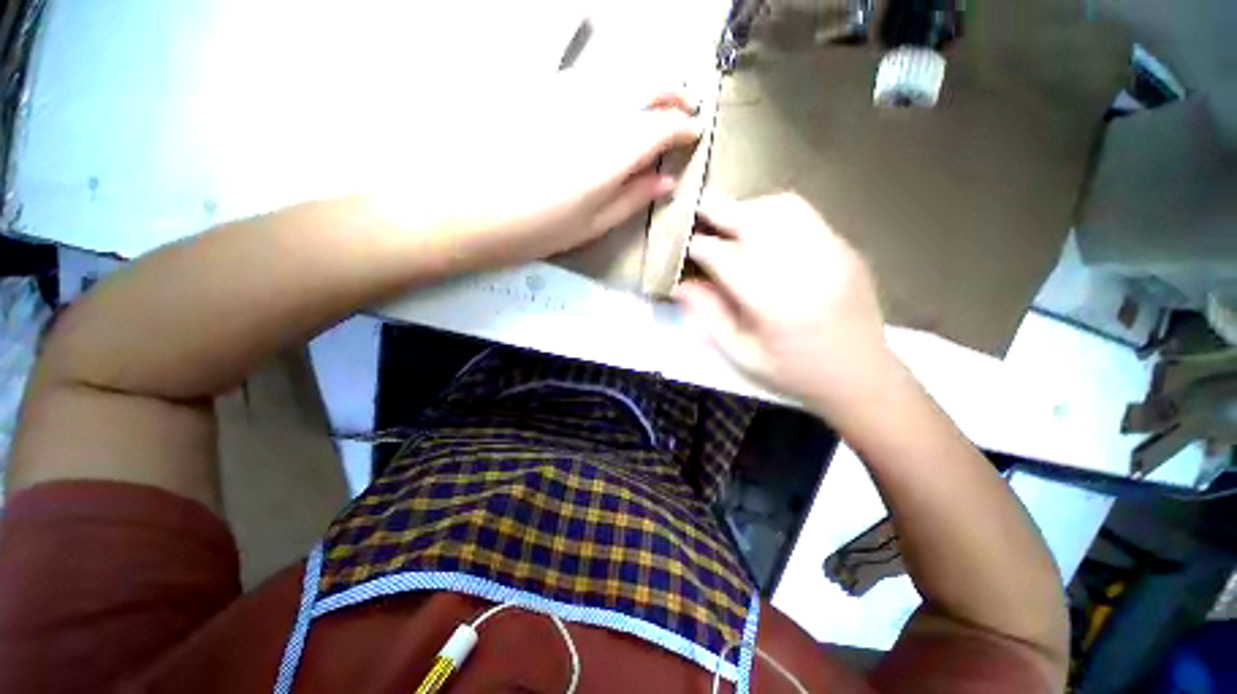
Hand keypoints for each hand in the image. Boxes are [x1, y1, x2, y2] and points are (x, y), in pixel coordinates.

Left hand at [368, 71, 700, 271]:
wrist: (462, 207)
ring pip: (622, 69)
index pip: (665, 125)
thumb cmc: (533, 228)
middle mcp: (596, 108)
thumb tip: (665, 182)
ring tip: (653, 105)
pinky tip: (611, 101)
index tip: (692, 138)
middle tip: (682, 112)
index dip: (685, 129)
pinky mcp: (541, 87)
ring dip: (647, 82)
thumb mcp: (591, 225)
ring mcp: (567, 91)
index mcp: (614, 149)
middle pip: (649, 81)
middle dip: (674, 94)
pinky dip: (614, 82)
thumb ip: (632, 199)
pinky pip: (590, 73)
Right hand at [675, 192, 894, 413]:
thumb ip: (708, 315)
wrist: (861, 374)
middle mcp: (803, 266)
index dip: (696, 246)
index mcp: (773, 302)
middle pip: (751, 218)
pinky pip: (803, 214)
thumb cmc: (794, 371)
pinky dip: (772, 213)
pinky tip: (761, 230)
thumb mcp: (741, 352)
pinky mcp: (844, 246)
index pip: (723, 256)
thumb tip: (680, 284)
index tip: (681, 245)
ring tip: (728, 223)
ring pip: (779, 206)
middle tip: (695, 211)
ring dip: (745, 208)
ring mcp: (831, 251)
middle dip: (715, 210)